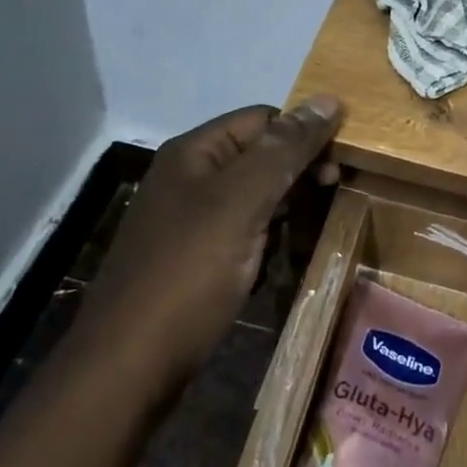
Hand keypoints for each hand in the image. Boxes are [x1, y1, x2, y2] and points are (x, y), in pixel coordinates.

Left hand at [85, 96, 343, 378]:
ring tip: (311, 232)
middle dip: (298, 173)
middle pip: (260, 156)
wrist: (129, 367)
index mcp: (195, 153)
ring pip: (255, 197)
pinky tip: (281, 259)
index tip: (337, 170)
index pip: (264, 119)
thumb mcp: (242, 202)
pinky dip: (268, 240)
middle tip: (331, 198)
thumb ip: (285, 150)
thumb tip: (329, 99)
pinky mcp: (194, 259)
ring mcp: (190, 221)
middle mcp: (190, 178)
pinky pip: (243, 232)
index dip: (304, 135)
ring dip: (288, 209)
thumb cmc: (189, 273)